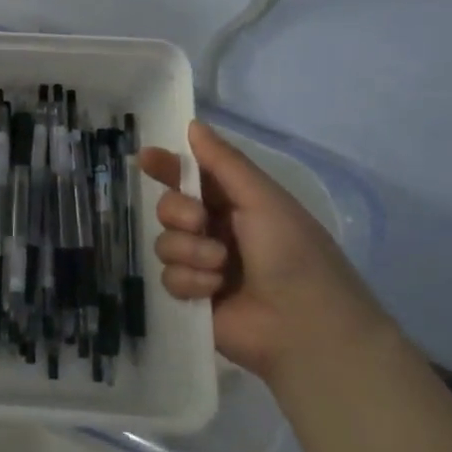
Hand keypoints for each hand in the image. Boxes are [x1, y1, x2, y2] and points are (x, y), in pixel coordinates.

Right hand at [141, 120, 389, 382]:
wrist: (305, 327)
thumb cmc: (293, 254)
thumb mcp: (263, 199)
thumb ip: (224, 162)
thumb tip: (192, 124)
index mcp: (237, 203)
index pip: (192, 176)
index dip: (167, 166)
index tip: (146, 159)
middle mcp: (216, 231)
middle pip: (169, 207)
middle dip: (177, 212)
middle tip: (199, 222)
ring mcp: (204, 265)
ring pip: (165, 242)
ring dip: (189, 251)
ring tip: (220, 267)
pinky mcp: (193, 297)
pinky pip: (168, 277)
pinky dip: (190, 281)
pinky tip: (214, 291)